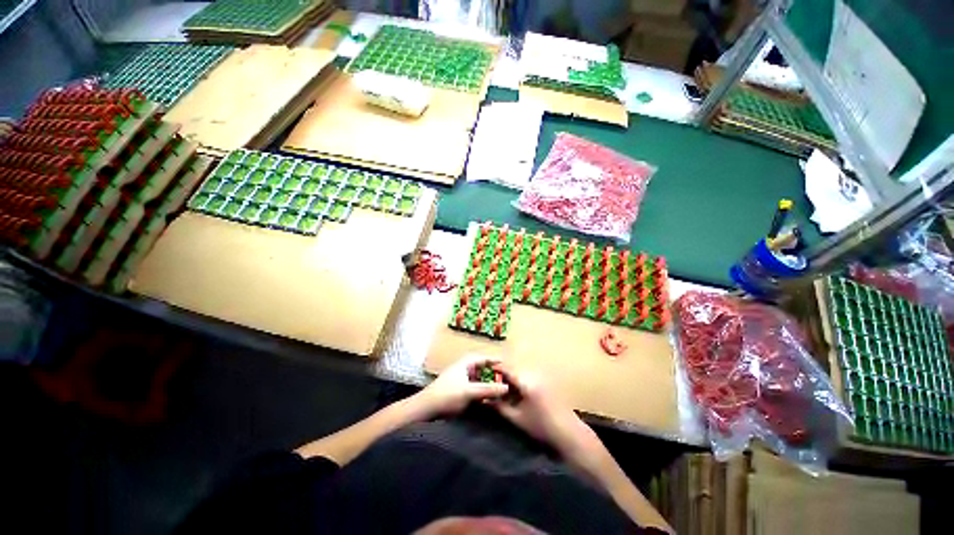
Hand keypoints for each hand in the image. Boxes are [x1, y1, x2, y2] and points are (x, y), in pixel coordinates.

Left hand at [412, 355, 508, 419]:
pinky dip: (481, 391)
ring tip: (498, 388)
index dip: (494, 360)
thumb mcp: (469, 392)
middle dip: (492, 372)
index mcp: (465, 363)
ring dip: (487, 383)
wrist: (426, 409)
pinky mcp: (457, 391)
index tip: (506, 363)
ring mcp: (460, 380)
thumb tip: (507, 388)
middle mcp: (463, 369)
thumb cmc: (447, 395)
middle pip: (481, 367)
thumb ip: (488, 389)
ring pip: (477, 379)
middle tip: (505, 377)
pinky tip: (486, 399)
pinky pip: (473, 388)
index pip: (483, 358)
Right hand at [490, 363, 599, 461]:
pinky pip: (527, 378)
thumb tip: (485, 399)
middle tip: (490, 383)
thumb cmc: (541, 427)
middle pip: (513, 370)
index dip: (494, 368)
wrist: (568, 432)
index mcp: (526, 382)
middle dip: (501, 375)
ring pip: (520, 374)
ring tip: (500, 389)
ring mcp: (540, 378)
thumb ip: (500, 407)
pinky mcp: (545, 383)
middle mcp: (533, 376)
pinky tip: (515, 394)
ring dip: (510, 379)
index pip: (507, 369)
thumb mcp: (517, 418)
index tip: (484, 371)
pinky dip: (519, 383)